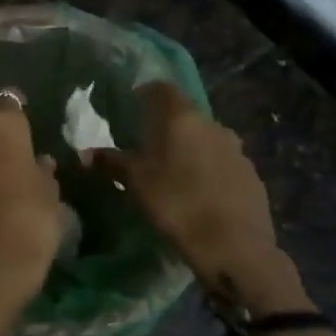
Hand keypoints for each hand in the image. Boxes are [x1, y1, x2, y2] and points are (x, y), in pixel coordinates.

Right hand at [92, 82, 311, 315]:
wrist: (234, 247)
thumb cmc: (176, 204)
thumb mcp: (134, 182)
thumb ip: (110, 162)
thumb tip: (84, 154)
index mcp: (181, 118)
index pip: (162, 88)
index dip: (145, 94)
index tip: (130, 108)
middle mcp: (213, 125)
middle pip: (185, 115)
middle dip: (165, 126)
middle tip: (145, 147)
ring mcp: (237, 150)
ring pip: (205, 139)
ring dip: (188, 149)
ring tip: (171, 174)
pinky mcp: (252, 175)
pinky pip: (222, 163)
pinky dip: (207, 170)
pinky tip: (198, 194)